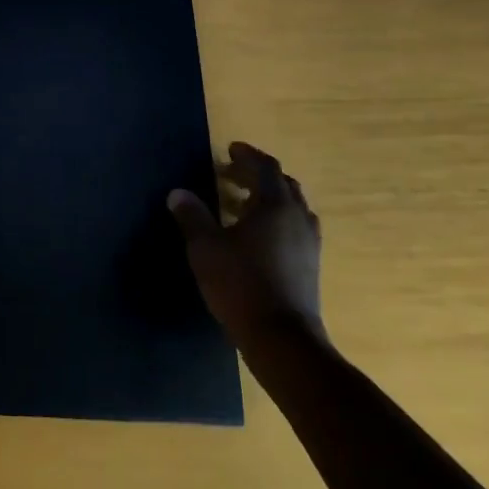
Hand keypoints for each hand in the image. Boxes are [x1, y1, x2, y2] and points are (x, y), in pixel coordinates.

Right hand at [168, 142, 326, 348]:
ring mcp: (309, 243)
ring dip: (269, 198)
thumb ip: (192, 216)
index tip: (231, 149)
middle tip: (231, 173)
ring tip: (242, 203)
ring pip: (293, 208)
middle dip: (258, 175)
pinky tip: (257, 237)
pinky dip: (277, 220)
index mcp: (276, 206)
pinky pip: (295, 228)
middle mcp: (299, 218)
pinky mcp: (310, 266)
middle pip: (284, 185)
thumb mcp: (206, 248)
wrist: (282, 339)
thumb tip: (177, 193)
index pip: (266, 168)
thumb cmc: (241, 284)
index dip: (248, 155)